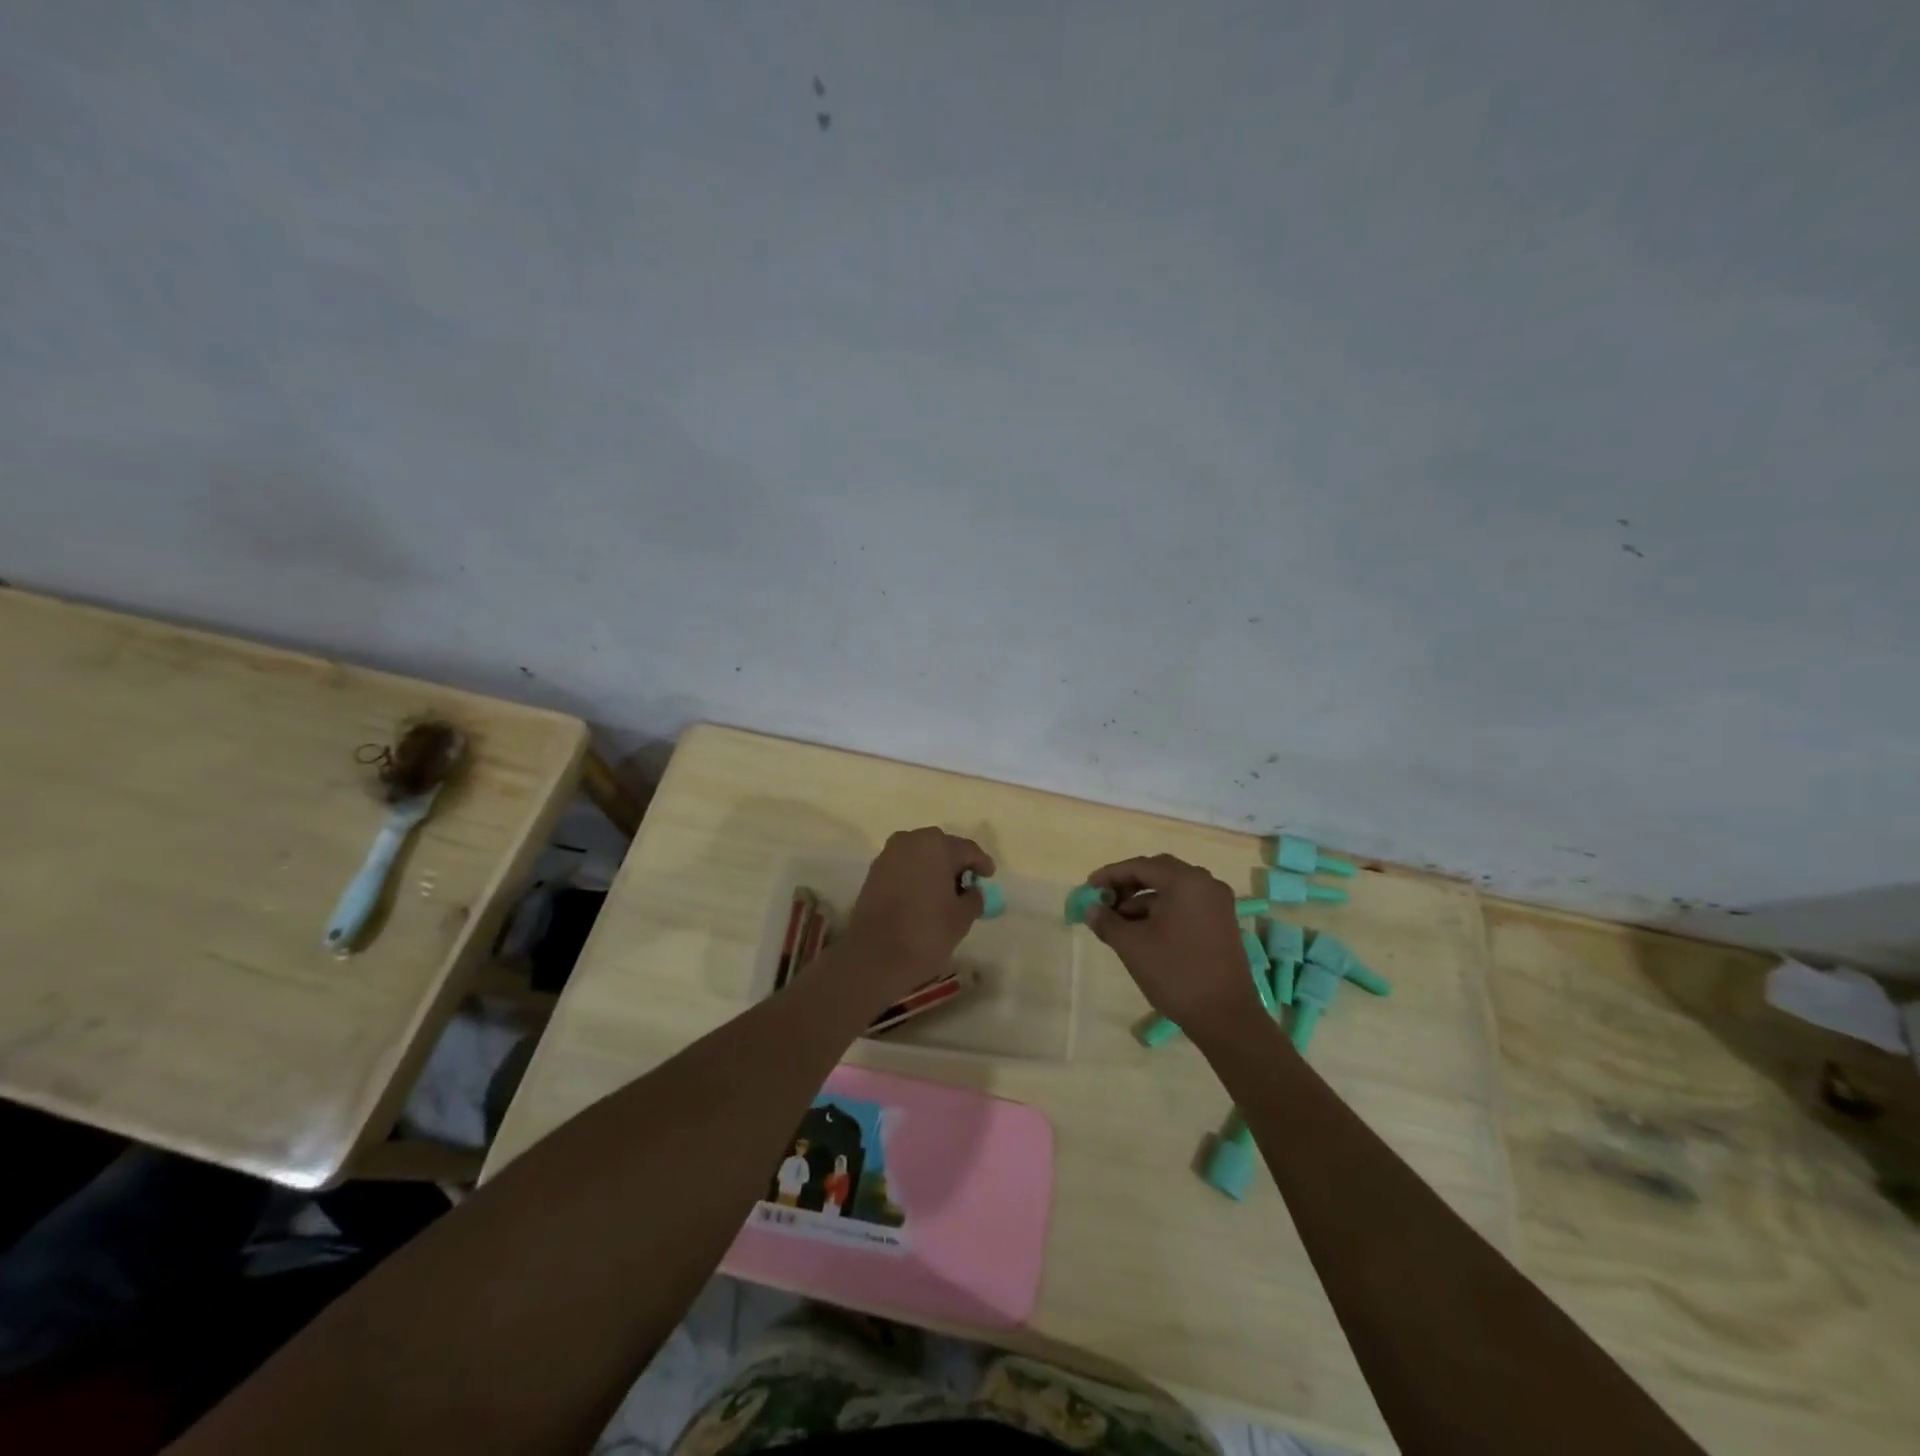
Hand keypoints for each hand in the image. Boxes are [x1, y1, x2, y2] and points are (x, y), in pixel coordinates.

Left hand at [843, 828, 995, 999]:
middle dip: (956, 864)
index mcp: (936, 845)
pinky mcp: (873, 872)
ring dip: (934, 869)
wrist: (874, 956)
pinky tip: (923, 896)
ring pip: (920, 856)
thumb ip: (973, 898)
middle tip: (968, 884)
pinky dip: (916, 877)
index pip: (967, 849)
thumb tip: (972, 891)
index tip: (989, 876)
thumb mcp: (962, 917)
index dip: (981, 863)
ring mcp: (888, 855)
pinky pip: (903, 867)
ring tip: (945, 893)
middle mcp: (910, 841)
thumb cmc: (926, 932)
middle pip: (941, 848)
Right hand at [1084, 854, 1264, 1042]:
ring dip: (1144, 900)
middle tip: (1105, 901)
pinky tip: (1143, 932)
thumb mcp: (1132, 945)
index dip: (1111, 874)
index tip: (1089, 887)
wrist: (1224, 1016)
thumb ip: (1107, 921)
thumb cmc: (1175, 972)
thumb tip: (1091, 909)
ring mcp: (1218, 904)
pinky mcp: (1222, 924)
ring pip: (1172, 890)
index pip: (1140, 866)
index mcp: (1186, 881)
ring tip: (1119, 922)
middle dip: (1128, 885)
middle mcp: (1206, 884)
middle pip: (1159, 873)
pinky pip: (1186, 905)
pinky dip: (1162, 911)